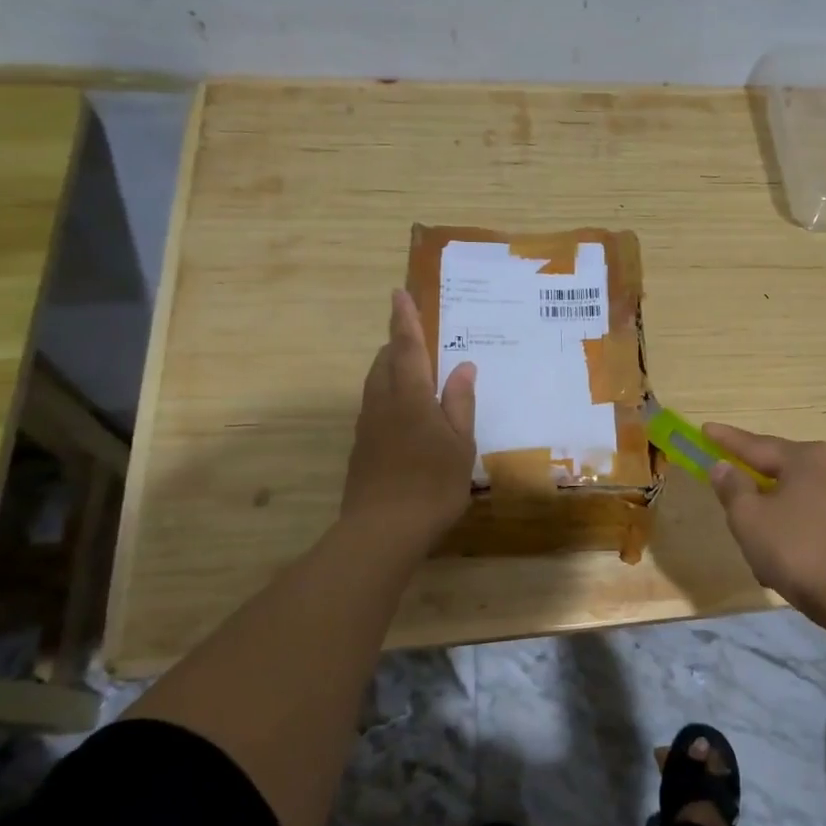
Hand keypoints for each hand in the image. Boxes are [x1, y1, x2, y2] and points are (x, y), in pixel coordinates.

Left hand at [341, 290, 477, 549]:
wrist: (382, 531)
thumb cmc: (431, 483)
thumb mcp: (459, 444)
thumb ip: (459, 403)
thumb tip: (463, 367)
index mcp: (410, 397)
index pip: (406, 348)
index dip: (404, 320)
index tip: (398, 294)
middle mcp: (382, 404)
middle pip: (385, 362)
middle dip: (399, 345)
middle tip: (418, 338)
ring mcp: (368, 427)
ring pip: (376, 384)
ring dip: (392, 369)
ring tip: (415, 372)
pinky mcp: (362, 448)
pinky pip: (375, 406)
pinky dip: (390, 395)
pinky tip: (408, 416)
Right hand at [705, 423, 825, 629]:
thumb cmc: (801, 551)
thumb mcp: (750, 520)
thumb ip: (733, 489)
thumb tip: (724, 466)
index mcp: (808, 458)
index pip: (757, 444)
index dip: (726, 440)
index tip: (705, 429)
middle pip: (783, 471)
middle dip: (755, 484)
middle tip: (729, 490)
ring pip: (801, 500)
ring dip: (776, 517)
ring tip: (756, 545)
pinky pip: (819, 522)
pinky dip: (798, 534)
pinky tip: (787, 563)